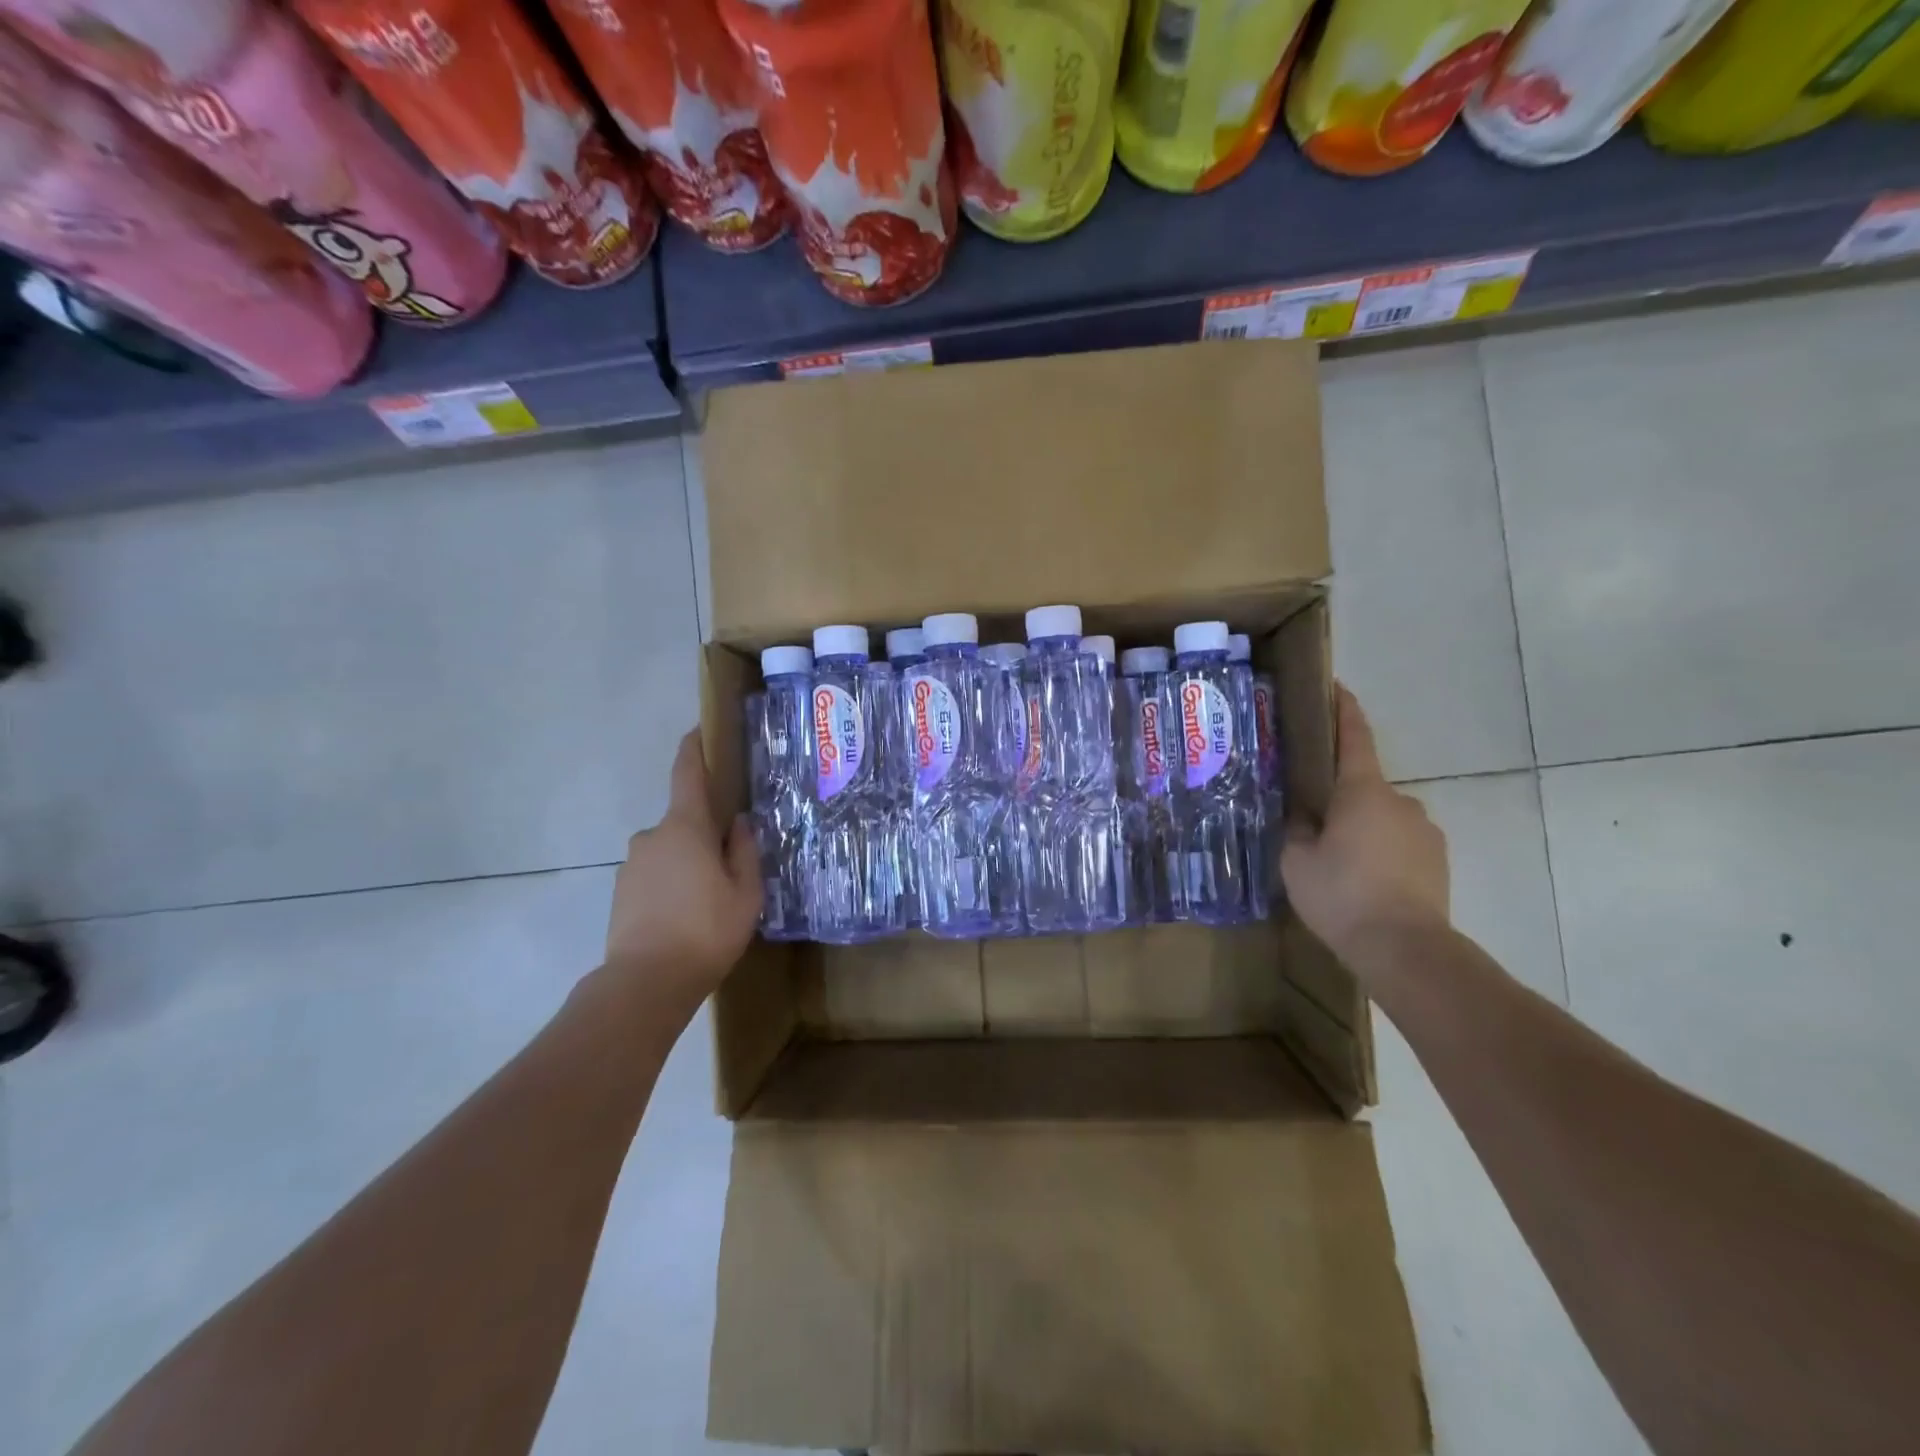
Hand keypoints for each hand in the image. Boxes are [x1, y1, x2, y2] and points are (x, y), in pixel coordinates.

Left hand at [602, 731, 761, 1017]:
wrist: (645, 983)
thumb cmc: (706, 931)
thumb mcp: (745, 893)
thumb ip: (745, 851)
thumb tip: (740, 823)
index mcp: (685, 828)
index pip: (688, 775)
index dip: (694, 749)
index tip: (700, 730)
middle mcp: (652, 836)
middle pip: (684, 821)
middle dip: (706, 832)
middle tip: (731, 863)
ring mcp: (632, 864)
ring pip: (670, 850)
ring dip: (689, 862)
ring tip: (710, 899)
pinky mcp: (622, 891)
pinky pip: (655, 873)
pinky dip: (672, 883)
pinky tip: (687, 915)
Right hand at [1281, 686, 1449, 963]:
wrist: (1405, 948)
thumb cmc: (1342, 894)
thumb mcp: (1296, 861)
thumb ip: (1297, 829)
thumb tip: (1304, 816)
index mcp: (1362, 791)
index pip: (1355, 738)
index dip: (1344, 711)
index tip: (1337, 688)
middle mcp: (1401, 801)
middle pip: (1364, 786)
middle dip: (1340, 798)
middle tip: (1313, 822)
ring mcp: (1425, 831)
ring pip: (1383, 818)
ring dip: (1361, 829)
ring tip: (1338, 863)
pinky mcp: (1438, 860)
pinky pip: (1400, 843)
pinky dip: (1381, 852)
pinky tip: (1363, 882)